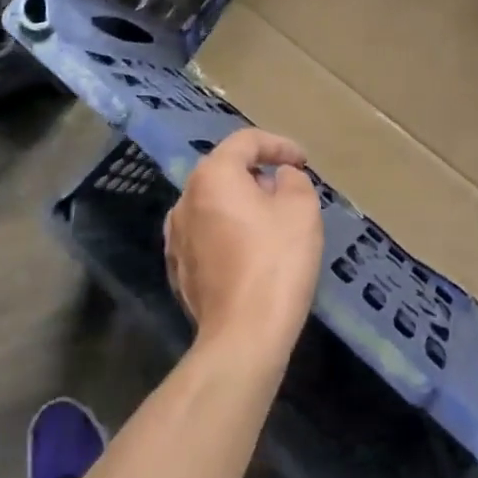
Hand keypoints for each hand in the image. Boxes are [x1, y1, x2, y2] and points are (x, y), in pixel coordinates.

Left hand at [164, 128, 323, 356]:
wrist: (243, 336)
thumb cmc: (276, 262)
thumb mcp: (301, 208)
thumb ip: (293, 179)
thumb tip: (279, 178)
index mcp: (212, 176)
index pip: (246, 142)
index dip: (279, 145)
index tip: (302, 162)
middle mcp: (185, 199)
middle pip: (225, 170)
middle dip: (258, 173)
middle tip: (288, 189)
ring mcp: (176, 236)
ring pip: (213, 203)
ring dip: (241, 203)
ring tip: (270, 219)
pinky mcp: (178, 268)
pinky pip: (206, 234)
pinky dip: (228, 231)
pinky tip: (249, 250)